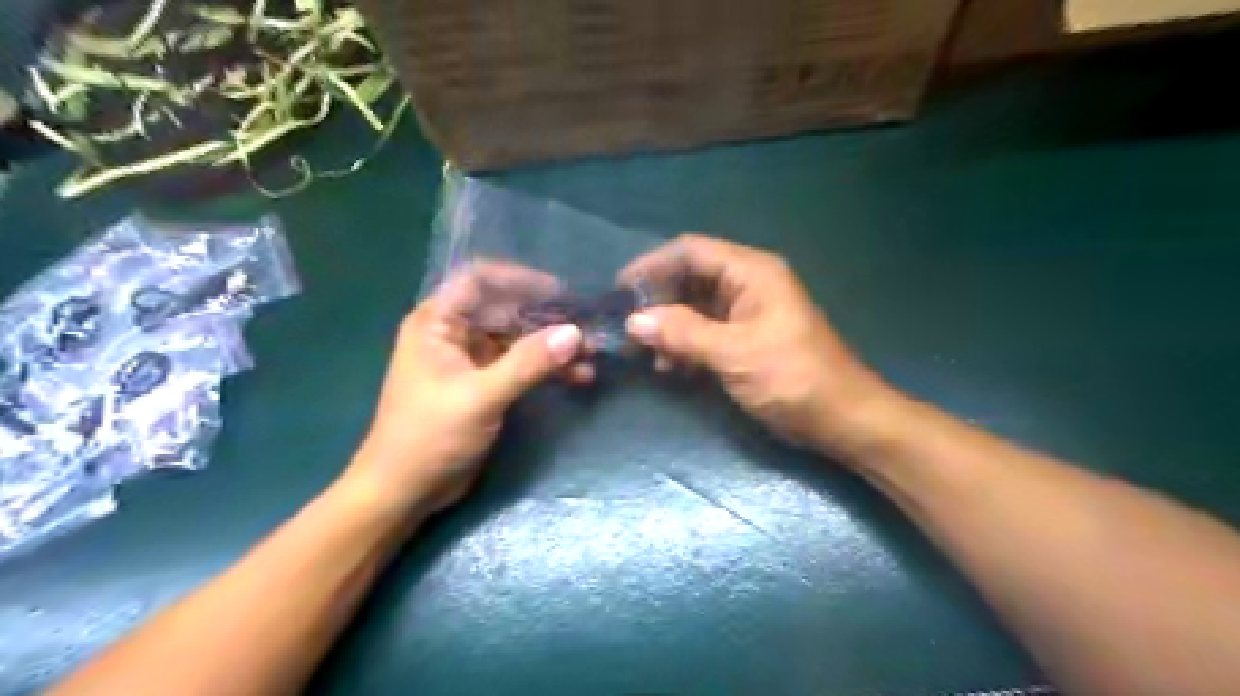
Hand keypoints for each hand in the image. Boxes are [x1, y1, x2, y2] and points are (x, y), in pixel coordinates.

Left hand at [346, 266, 583, 515]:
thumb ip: (527, 363)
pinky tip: (576, 377)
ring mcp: (470, 359)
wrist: (405, 491)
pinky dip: (546, 369)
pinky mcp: (485, 384)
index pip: (479, 280)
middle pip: (506, 310)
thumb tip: (574, 333)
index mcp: (438, 323)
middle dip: (547, 319)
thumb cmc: (429, 437)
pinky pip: (521, 365)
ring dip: (551, 346)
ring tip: (590, 356)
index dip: (518, 279)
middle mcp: (454, 333)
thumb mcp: (480, 397)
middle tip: (586, 329)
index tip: (559, 291)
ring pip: (518, 339)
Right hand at [624, 233, 896, 456]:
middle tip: (626, 325)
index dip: (652, 264)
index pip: (691, 251)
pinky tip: (670, 367)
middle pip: (690, 278)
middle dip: (658, 300)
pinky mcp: (746, 340)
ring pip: (695, 307)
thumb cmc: (793, 378)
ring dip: (668, 326)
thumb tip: (634, 320)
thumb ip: (683, 334)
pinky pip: (705, 332)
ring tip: (644, 352)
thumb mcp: (734, 353)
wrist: (841, 419)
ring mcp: (747, 313)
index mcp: (751, 272)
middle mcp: (747, 284)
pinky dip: (685, 345)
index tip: (620, 289)